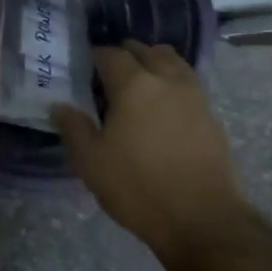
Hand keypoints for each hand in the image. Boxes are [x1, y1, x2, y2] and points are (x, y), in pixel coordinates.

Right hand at [53, 41, 245, 260]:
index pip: (110, 54)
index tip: (83, 67)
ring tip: (138, 83)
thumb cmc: (138, 187)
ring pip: (172, 62)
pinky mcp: (211, 116)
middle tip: (108, 73)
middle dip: (125, 54)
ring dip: (153, 63)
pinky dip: (172, 82)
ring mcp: (194, 96)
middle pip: (146, 50)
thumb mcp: (91, 162)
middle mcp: (167, 80)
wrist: (201, 219)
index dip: (94, 56)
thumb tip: (60, 106)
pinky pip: (188, 83)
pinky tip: (161, 106)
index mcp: (134, 84)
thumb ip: (73, 127)